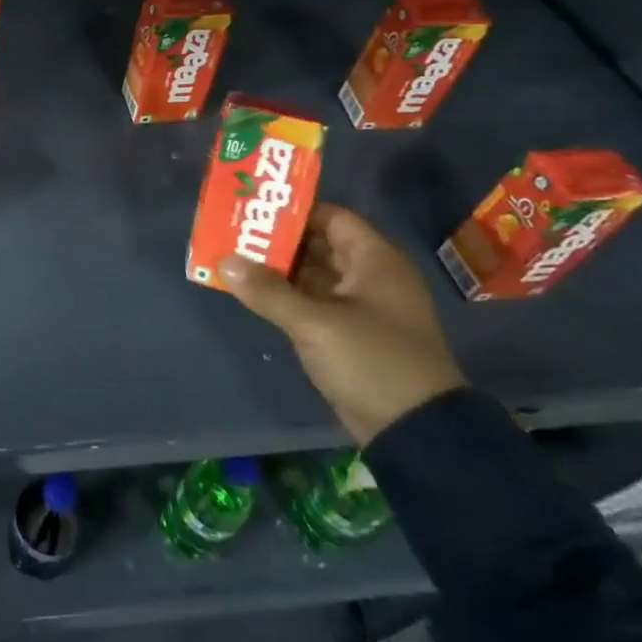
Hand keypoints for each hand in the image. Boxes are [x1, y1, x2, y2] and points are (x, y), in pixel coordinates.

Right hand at [218, 203, 464, 445]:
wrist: (416, 432)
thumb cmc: (373, 361)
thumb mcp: (315, 324)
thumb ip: (268, 291)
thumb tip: (224, 261)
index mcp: (375, 261)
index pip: (332, 217)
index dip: (295, 211)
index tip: (253, 209)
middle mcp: (369, 277)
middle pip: (318, 244)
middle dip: (277, 239)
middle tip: (234, 231)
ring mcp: (359, 307)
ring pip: (312, 274)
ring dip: (277, 268)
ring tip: (233, 256)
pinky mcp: (348, 333)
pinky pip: (311, 301)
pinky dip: (285, 294)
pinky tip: (251, 290)